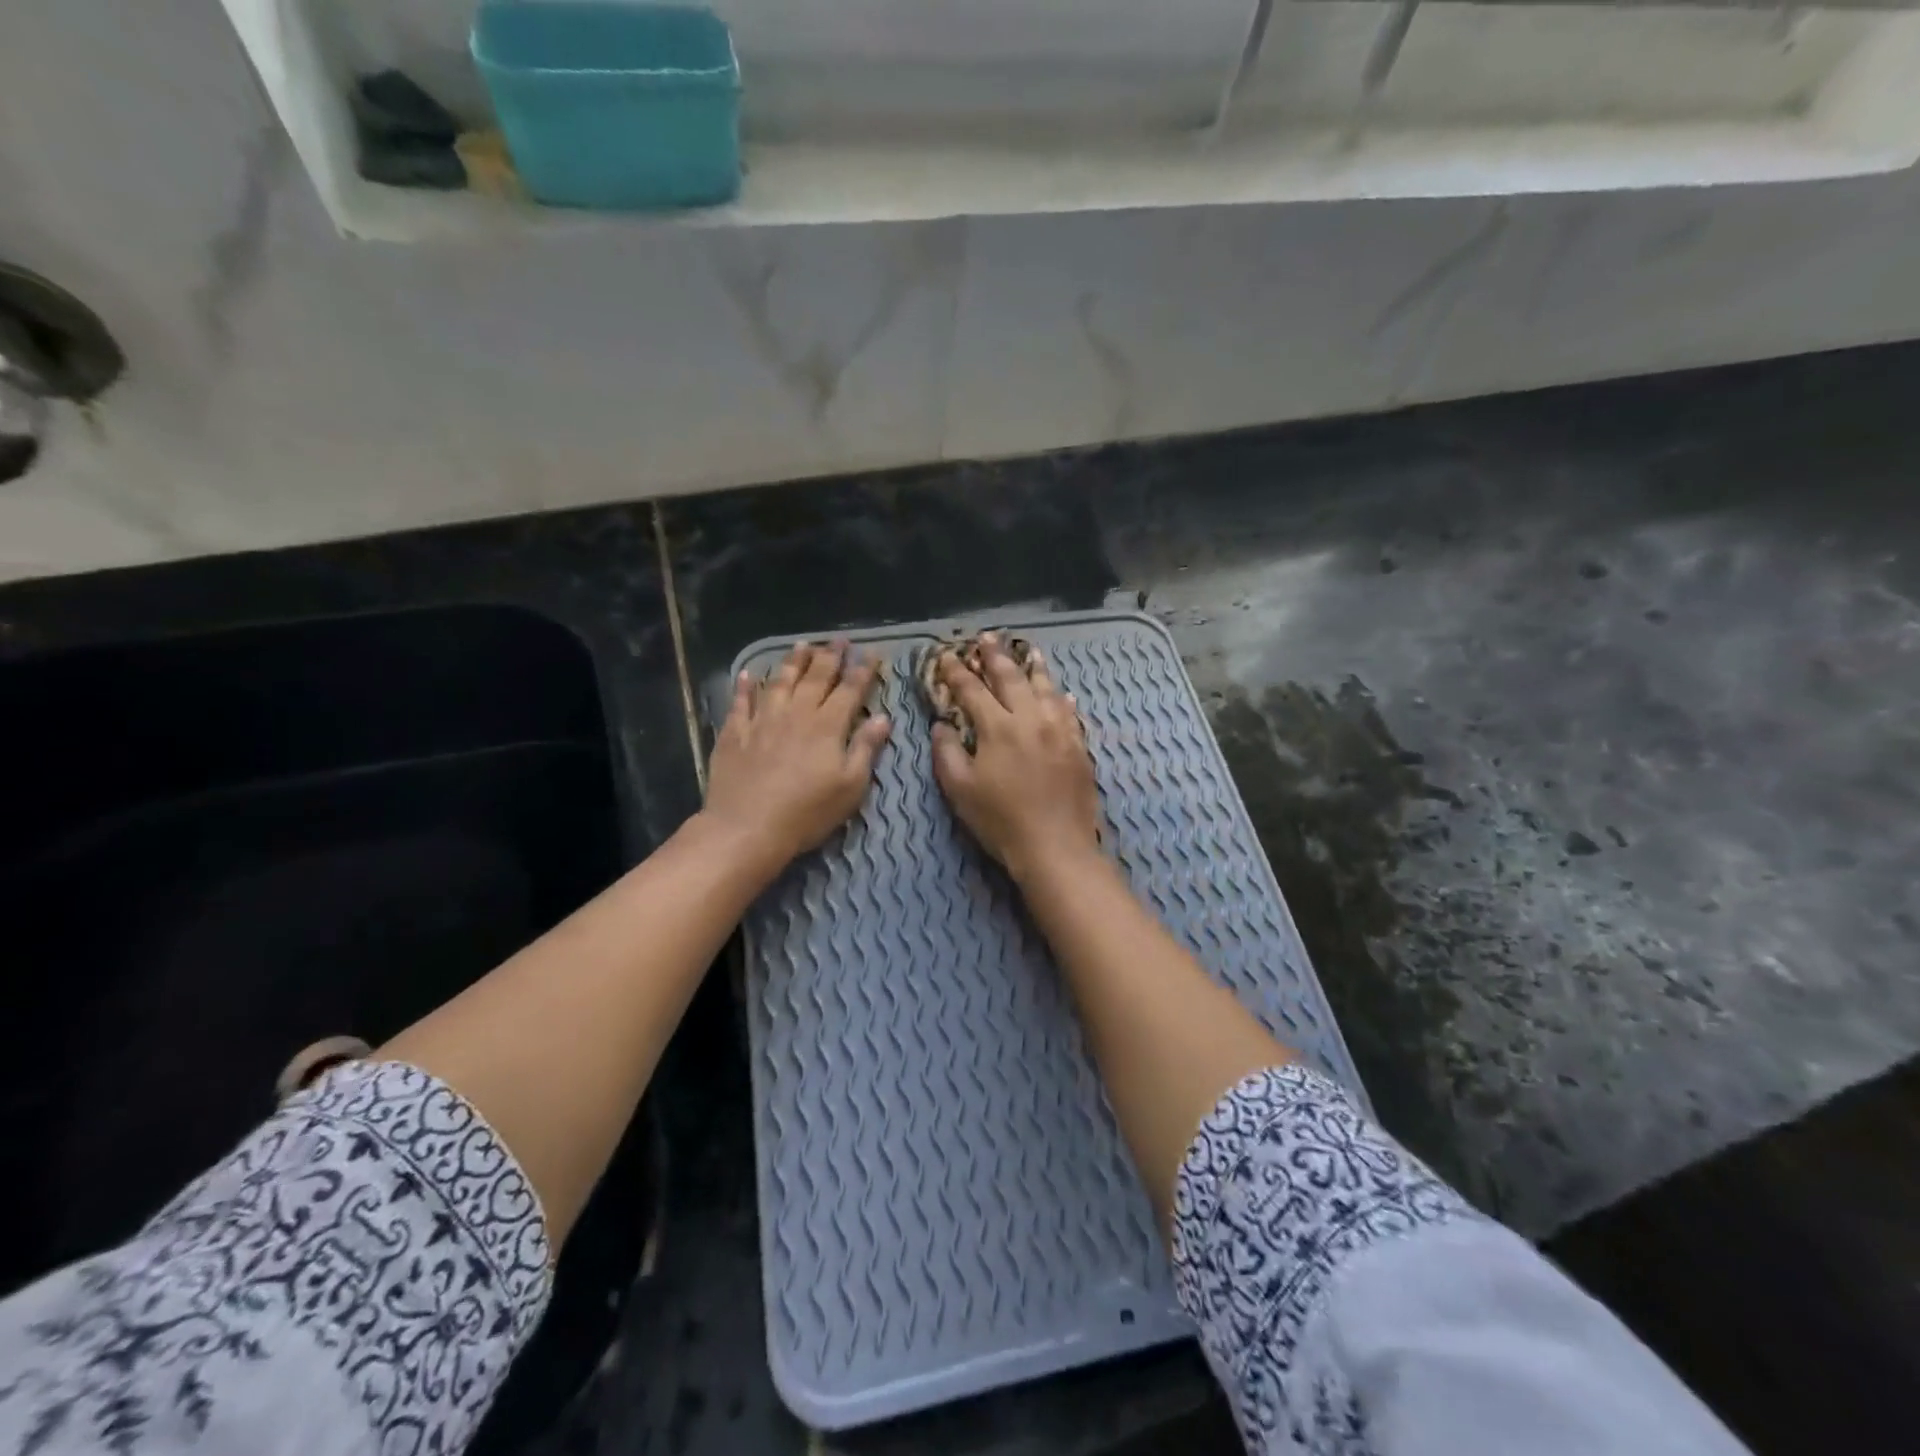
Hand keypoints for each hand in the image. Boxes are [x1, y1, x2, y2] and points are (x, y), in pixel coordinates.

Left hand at [704, 642, 890, 868]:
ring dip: (793, 661)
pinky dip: (745, 686)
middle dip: (830, 656)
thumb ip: (866, 749)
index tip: (871, 653)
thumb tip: (882, 718)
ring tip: (802, 644)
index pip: (850, 690)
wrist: (747, 827)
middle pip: (816, 677)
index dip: (862, 670)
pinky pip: (741, 702)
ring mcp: (762, 720)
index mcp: (828, 726)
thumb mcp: (850, 787)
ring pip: (780, 681)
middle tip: (839, 639)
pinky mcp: (735, 733)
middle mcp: (796, 714)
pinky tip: (748, 674)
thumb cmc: (807, 812)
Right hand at [931, 632, 1101, 881]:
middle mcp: (1031, 719)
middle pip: (1013, 678)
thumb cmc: (1001, 821)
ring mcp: (1060, 731)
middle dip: (997, 656)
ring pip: (1046, 689)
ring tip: (1029, 651)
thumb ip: (947, 752)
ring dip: (1035, 667)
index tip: (947, 656)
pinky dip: (1062, 698)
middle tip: (988, 637)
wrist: (1056, 847)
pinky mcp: (1080, 747)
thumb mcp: (960, 790)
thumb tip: (941, 725)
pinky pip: (1071, 712)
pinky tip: (1062, 693)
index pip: (973, 690)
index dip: (957, 672)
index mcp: (998, 728)